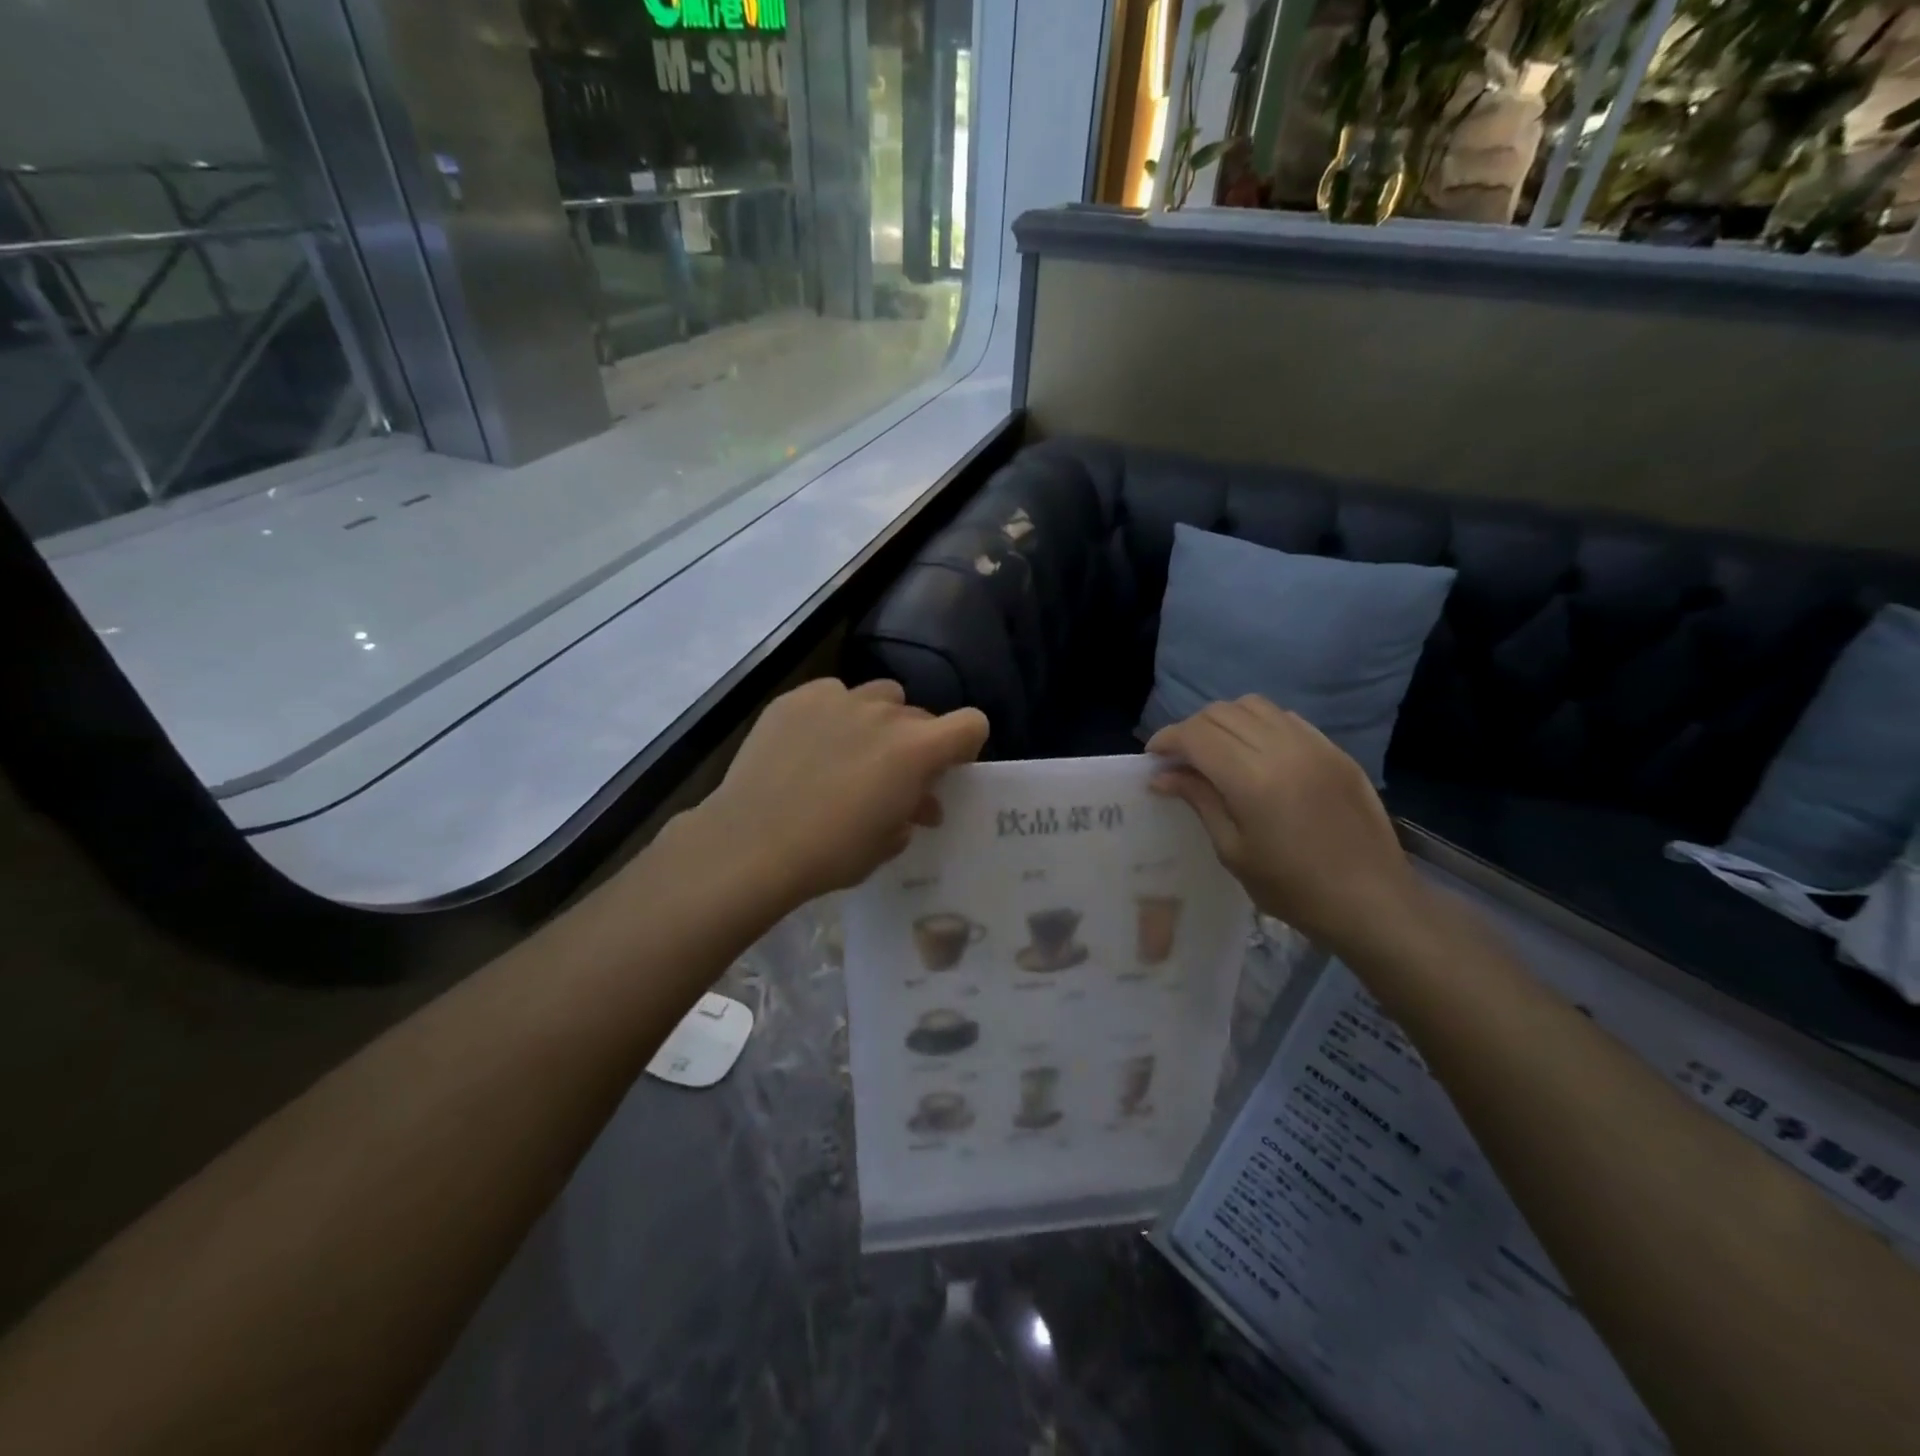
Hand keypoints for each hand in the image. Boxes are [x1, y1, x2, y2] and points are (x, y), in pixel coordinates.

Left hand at [695, 678, 988, 909]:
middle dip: (916, 743)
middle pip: (921, 715)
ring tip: (851, 753)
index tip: (946, 770)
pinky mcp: (798, 698)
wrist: (753, 843)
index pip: (972, 723)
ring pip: (879, 696)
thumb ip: (913, 812)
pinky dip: (834, 714)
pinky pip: (833, 695)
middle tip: (890, 777)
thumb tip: (919, 802)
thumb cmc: (831, 852)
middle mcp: (885, 713)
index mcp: (917, 749)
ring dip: (878, 721)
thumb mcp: (888, 842)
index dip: (965, 745)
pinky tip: (810, 744)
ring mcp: (839, 698)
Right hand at [1146, 696, 1420, 954]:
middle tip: (1180, 759)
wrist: (1372, 901)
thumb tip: (1163, 775)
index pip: (1196, 735)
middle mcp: (1282, 749)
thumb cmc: (1293, 888)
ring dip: (1224, 721)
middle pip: (1221, 713)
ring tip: (1216, 751)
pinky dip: (1259, 723)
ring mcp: (1313, 745)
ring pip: (1254, 705)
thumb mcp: (1233, 851)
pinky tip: (1256, 752)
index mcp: (1252, 779)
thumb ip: (1199, 801)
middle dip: (1191, 729)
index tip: (1153, 759)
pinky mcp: (1334, 750)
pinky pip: (1286, 718)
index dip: (1166, 740)